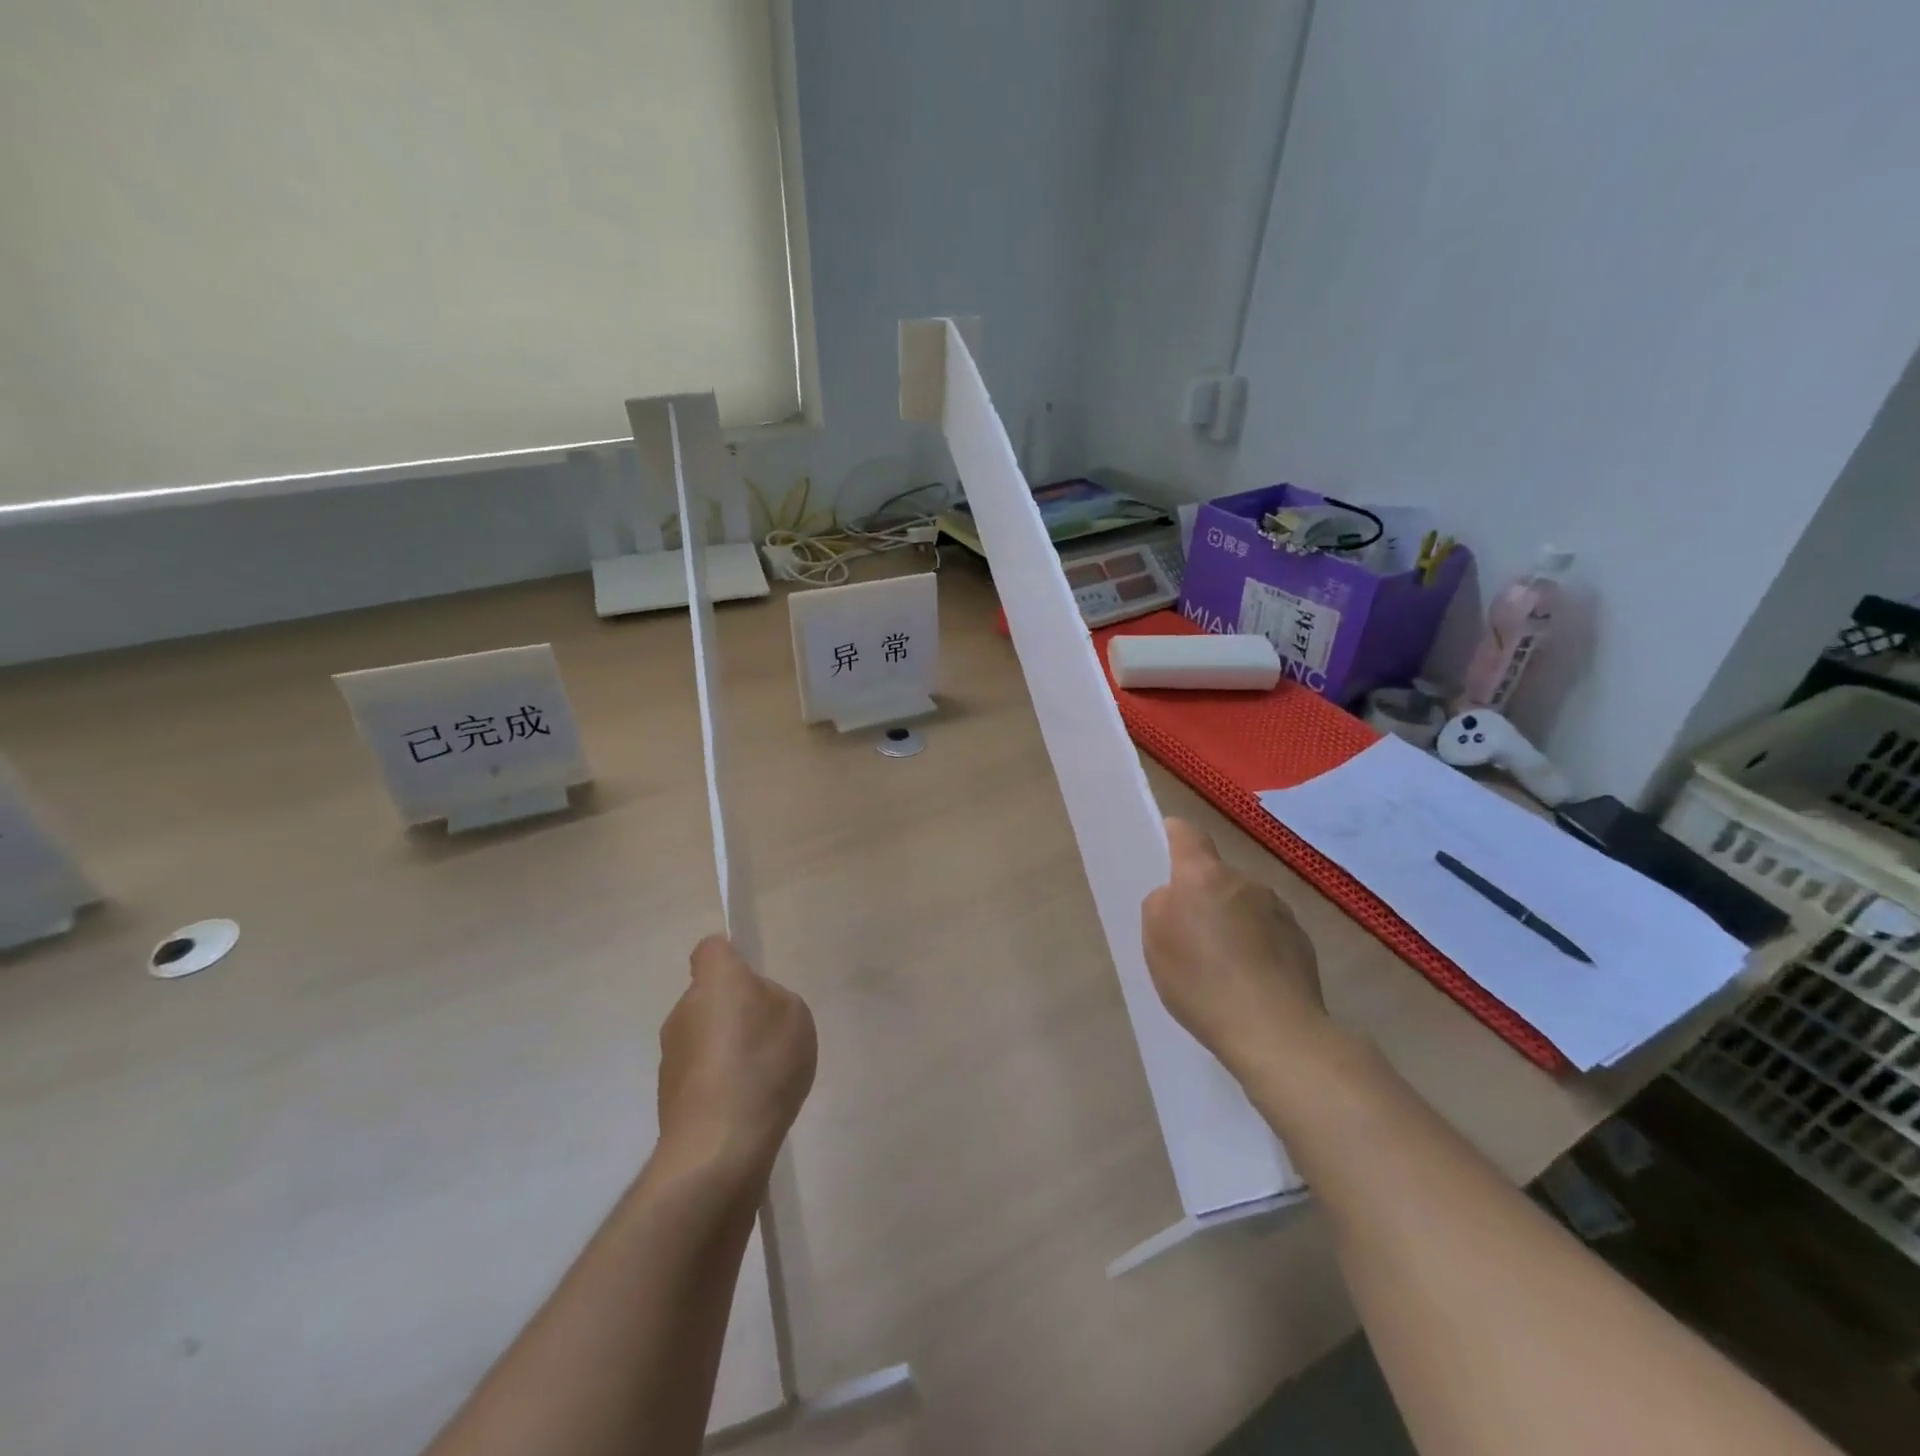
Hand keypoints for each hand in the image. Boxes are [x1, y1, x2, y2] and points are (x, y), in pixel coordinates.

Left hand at [657, 935, 817, 1180]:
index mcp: (714, 981)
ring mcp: (671, 1056)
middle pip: (709, 996)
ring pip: (703, 1036)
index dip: (731, 958)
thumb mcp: (794, 1015)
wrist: (719, 1146)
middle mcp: (683, 1011)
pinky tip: (746, 1106)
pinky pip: (701, 1074)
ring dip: (725, 1049)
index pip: (711, 950)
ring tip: (760, 1077)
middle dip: (733, 1010)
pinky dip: (719, 1083)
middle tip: (767, 1034)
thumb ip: (773, 999)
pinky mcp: (668, 1097)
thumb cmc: (761, 1064)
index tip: (751, 978)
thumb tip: (753, 1007)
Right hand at [1142, 818, 1327, 1080]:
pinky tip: (1250, 982)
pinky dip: (1256, 947)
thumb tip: (1177, 898)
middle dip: (1202, 895)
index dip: (1173, 835)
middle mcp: (1245, 882)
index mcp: (1203, 876)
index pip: (1187, 834)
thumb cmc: (1202, 981)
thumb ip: (1161, 905)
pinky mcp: (1302, 943)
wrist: (1276, 1031)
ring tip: (1223, 966)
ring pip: (1244, 905)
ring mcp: (1279, 911)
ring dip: (1232, 922)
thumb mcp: (1155, 942)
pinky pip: (1268, 933)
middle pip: (1216, 876)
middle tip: (1189, 934)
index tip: (1164, 845)